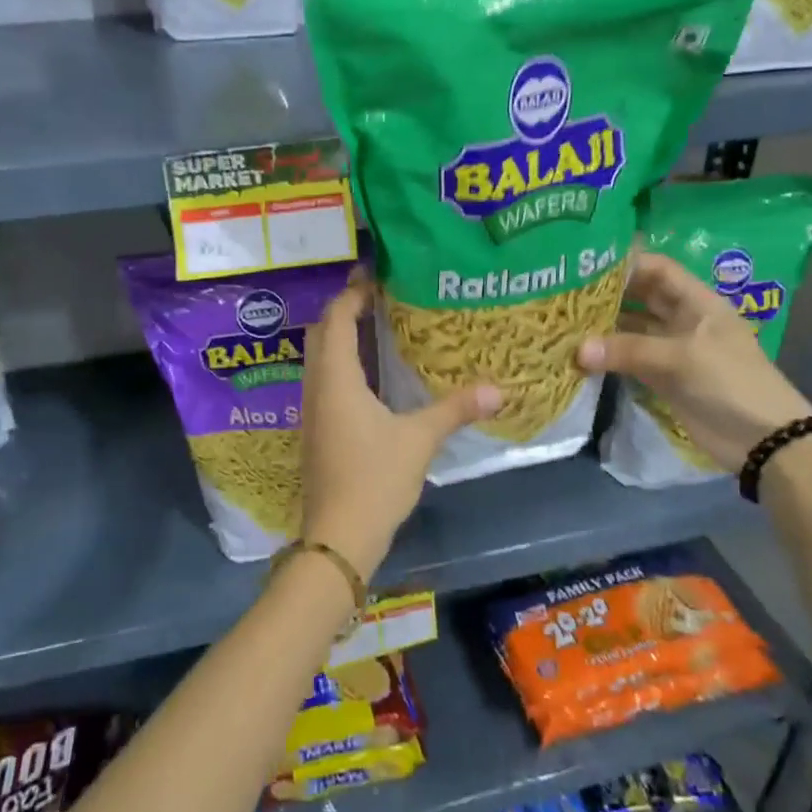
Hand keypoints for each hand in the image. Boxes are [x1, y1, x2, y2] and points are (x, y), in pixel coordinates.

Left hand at [300, 278, 500, 578]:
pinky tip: (370, 373)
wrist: (337, 535)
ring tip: (377, 325)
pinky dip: (342, 362)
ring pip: (319, 356)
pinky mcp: (316, 429)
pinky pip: (324, 379)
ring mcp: (312, 409)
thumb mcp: (419, 439)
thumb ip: (455, 409)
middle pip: (322, 332)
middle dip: (345, 309)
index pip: (337, 317)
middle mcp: (317, 385)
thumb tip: (499, 389)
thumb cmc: (374, 478)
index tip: (377, 275)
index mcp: (336, 377)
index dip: (353, 292)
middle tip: (379, 296)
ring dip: (341, 335)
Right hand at [578, 253, 811, 471]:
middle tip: (565, 291)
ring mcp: (671, 349)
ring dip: (603, 326)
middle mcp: (682, 319)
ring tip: (564, 320)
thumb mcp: (681, 358)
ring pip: (631, 329)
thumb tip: (578, 349)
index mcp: (697, 302)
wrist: (763, 440)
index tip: (587, 263)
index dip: (627, 263)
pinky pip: (629, 359)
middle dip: (607, 294)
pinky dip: (607, 356)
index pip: (658, 269)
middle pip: (640, 297)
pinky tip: (578, 353)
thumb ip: (629, 350)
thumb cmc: (730, 383)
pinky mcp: (662, 377)